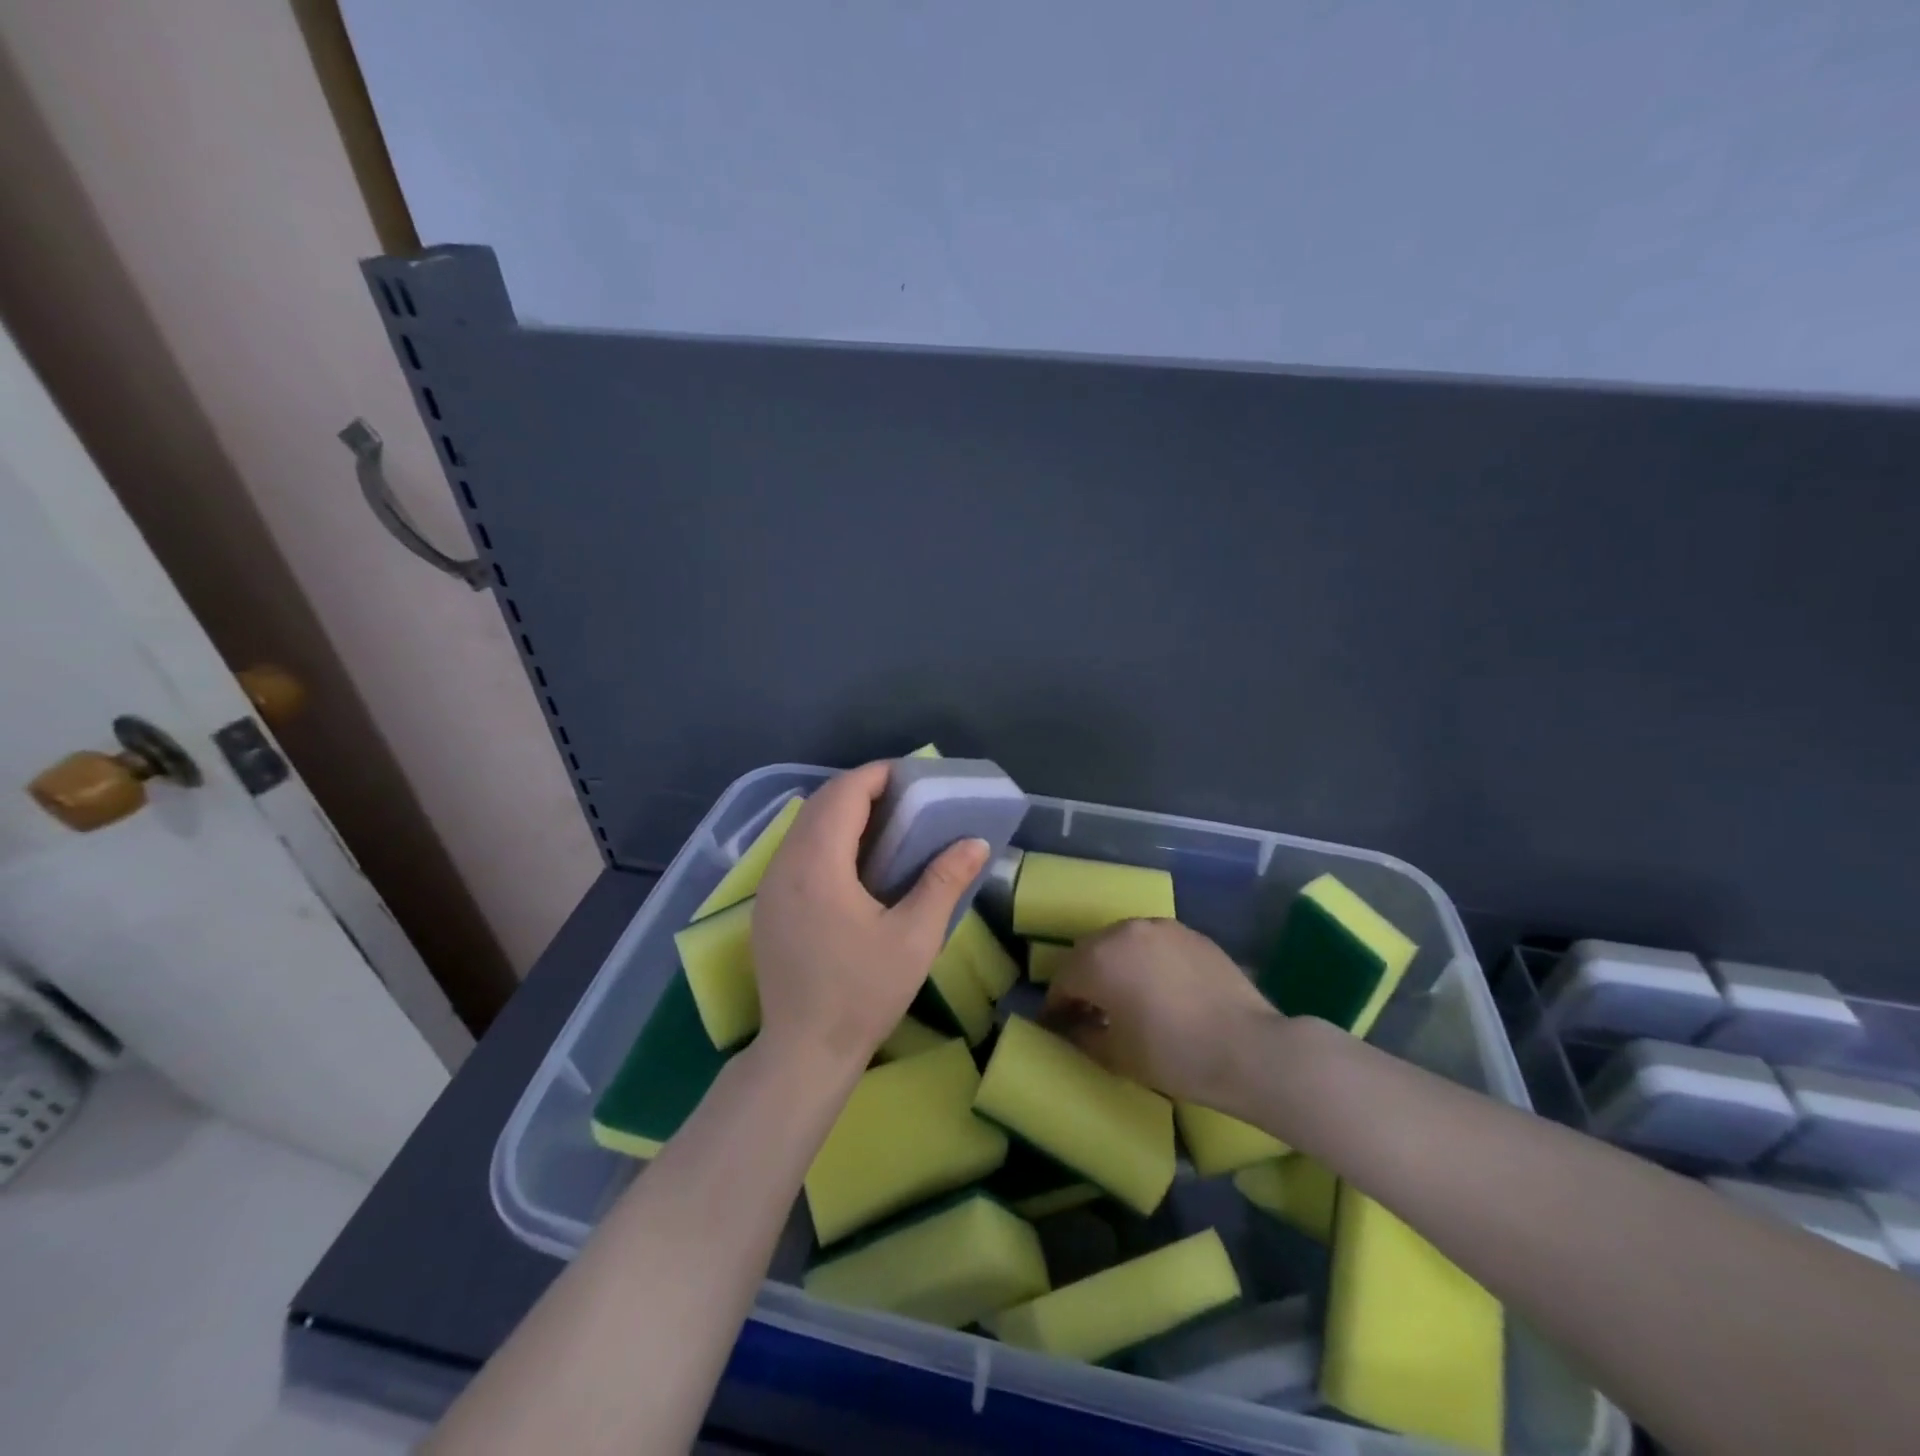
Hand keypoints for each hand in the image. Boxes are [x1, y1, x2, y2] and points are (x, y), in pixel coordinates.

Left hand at [752, 762, 988, 1076]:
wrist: (804, 1051)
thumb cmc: (863, 993)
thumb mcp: (915, 938)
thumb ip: (943, 881)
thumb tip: (975, 842)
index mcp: (818, 865)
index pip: (844, 795)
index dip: (877, 775)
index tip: (911, 777)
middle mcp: (785, 865)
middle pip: (819, 803)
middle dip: (861, 789)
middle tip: (904, 797)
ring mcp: (769, 886)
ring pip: (803, 826)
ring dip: (841, 812)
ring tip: (885, 823)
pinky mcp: (767, 906)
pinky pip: (795, 850)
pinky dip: (825, 837)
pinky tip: (853, 861)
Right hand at [1044, 918, 1283, 1107]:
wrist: (1250, 1048)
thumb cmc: (1174, 1055)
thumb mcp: (1117, 1056)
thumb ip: (1083, 1036)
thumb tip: (1071, 1028)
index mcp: (1099, 959)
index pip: (1063, 981)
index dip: (1056, 1007)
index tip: (1056, 1026)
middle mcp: (1124, 932)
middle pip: (1089, 953)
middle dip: (1082, 980)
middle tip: (1087, 1011)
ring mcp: (1160, 927)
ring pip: (1121, 942)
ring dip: (1113, 965)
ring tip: (1123, 996)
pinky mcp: (1190, 933)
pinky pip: (1153, 943)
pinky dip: (1144, 960)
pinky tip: (1158, 987)